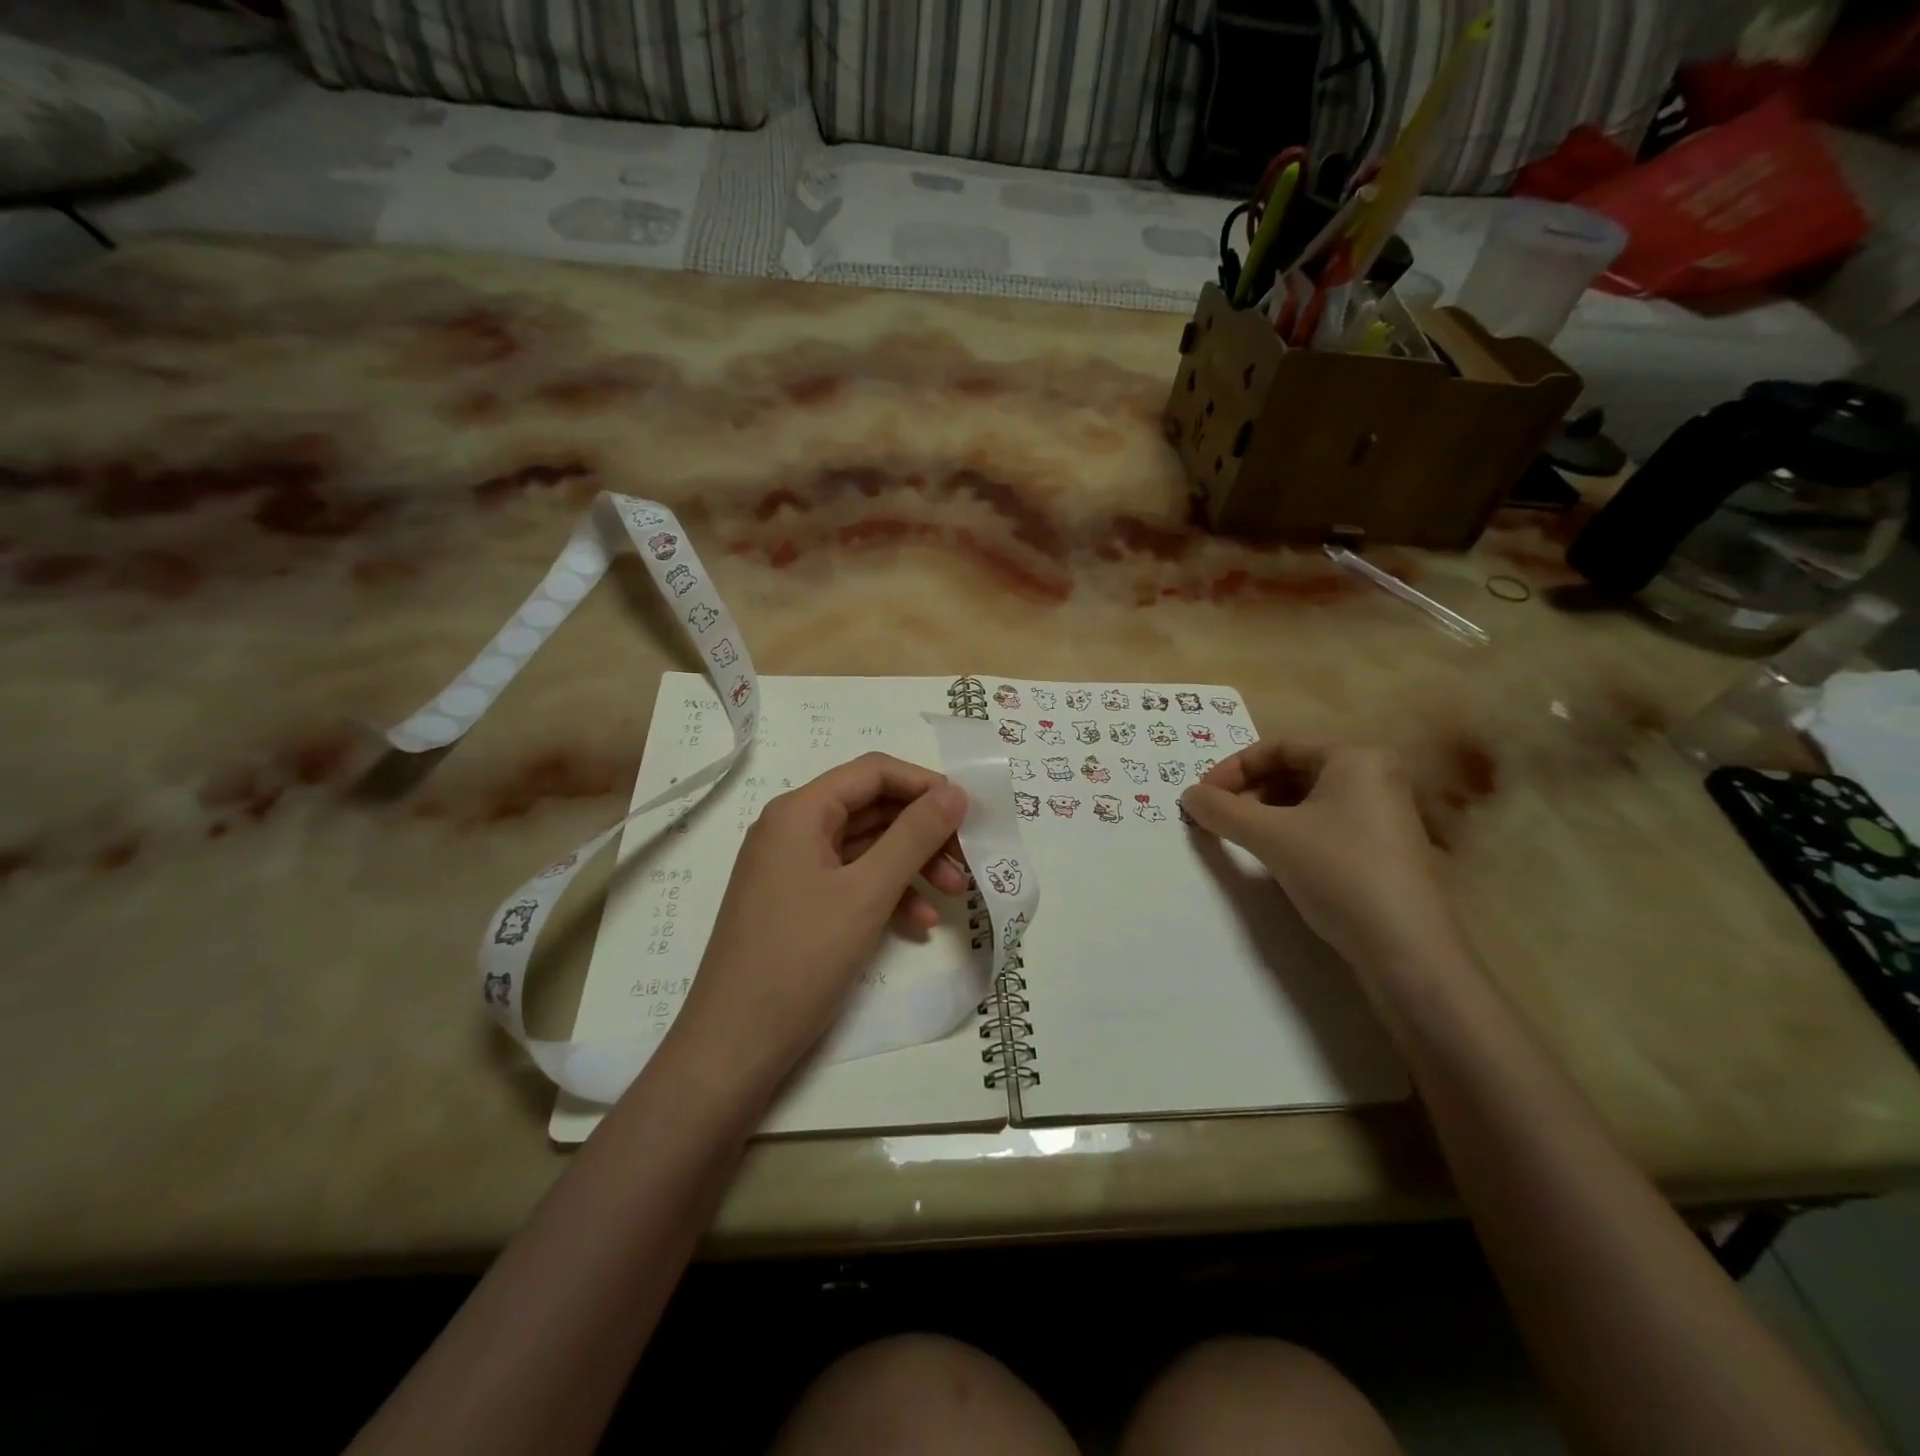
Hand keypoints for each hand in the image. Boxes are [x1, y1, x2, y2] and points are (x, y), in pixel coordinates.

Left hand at [671, 754, 969, 1090]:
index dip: (924, 784)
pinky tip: (919, 925)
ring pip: (866, 848)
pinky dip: (887, 895)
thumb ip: (914, 836)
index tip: (968, 812)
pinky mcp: (797, 904)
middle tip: (968, 858)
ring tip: (955, 895)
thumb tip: (955, 792)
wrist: (734, 1046)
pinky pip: (851, 882)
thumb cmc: (801, 958)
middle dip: (924, 832)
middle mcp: (793, 830)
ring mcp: (792, 869)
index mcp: (800, 812)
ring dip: (912, 865)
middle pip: (872, 809)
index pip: (873, 772)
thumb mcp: (867, 893)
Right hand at [1181, 742, 1463, 972]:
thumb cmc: (1338, 873)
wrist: (1406, 949)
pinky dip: (1291, 830)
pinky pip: (1325, 822)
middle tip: (1217, 814)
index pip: (1279, 746)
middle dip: (1249, 789)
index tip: (1202, 795)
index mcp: (1354, 758)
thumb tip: (1188, 795)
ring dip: (1266, 811)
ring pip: (1308, 798)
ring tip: (1239, 835)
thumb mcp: (1270, 837)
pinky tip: (1274, 854)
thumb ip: (1223, 810)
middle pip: (1294, 770)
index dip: (1234, 767)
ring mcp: (1383, 813)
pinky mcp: (1382, 847)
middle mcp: (1374, 776)